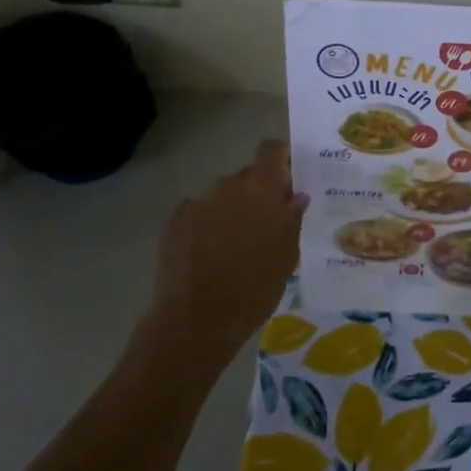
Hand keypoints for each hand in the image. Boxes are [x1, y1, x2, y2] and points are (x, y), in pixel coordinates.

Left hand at [139, 141, 308, 371]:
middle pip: (248, 176)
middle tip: (266, 224)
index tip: (290, 176)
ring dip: (232, 211)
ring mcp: (198, 203)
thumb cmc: (254, 289)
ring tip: (235, 246)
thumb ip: (291, 219)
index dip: (281, 157)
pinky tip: (209, 255)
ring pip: (223, 196)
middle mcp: (228, 187)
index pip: (271, 150)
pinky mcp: (174, 221)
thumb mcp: (286, 257)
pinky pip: (199, 213)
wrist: (195, 320)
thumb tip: (296, 196)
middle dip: (258, 193)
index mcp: (261, 191)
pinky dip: (207, 225)